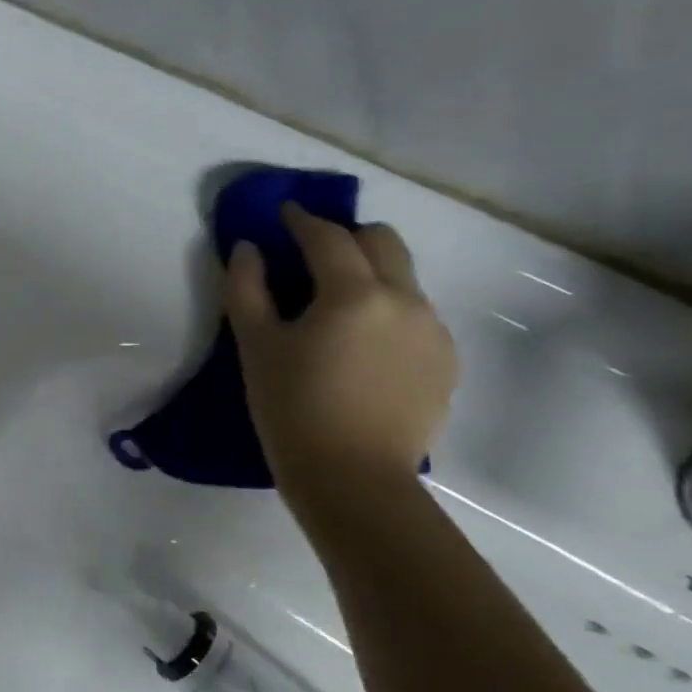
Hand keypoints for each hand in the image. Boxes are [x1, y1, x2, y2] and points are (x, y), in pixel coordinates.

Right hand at [225, 204, 456, 493]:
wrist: (352, 477)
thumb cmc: (291, 407)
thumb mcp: (255, 346)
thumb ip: (247, 288)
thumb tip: (248, 248)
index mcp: (355, 294)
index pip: (329, 237)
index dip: (301, 220)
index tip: (283, 214)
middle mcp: (405, 300)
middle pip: (383, 241)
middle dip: (346, 237)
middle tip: (311, 256)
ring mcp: (433, 331)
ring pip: (403, 278)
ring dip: (369, 275)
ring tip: (334, 308)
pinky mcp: (445, 361)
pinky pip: (415, 315)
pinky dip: (386, 311)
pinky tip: (360, 347)